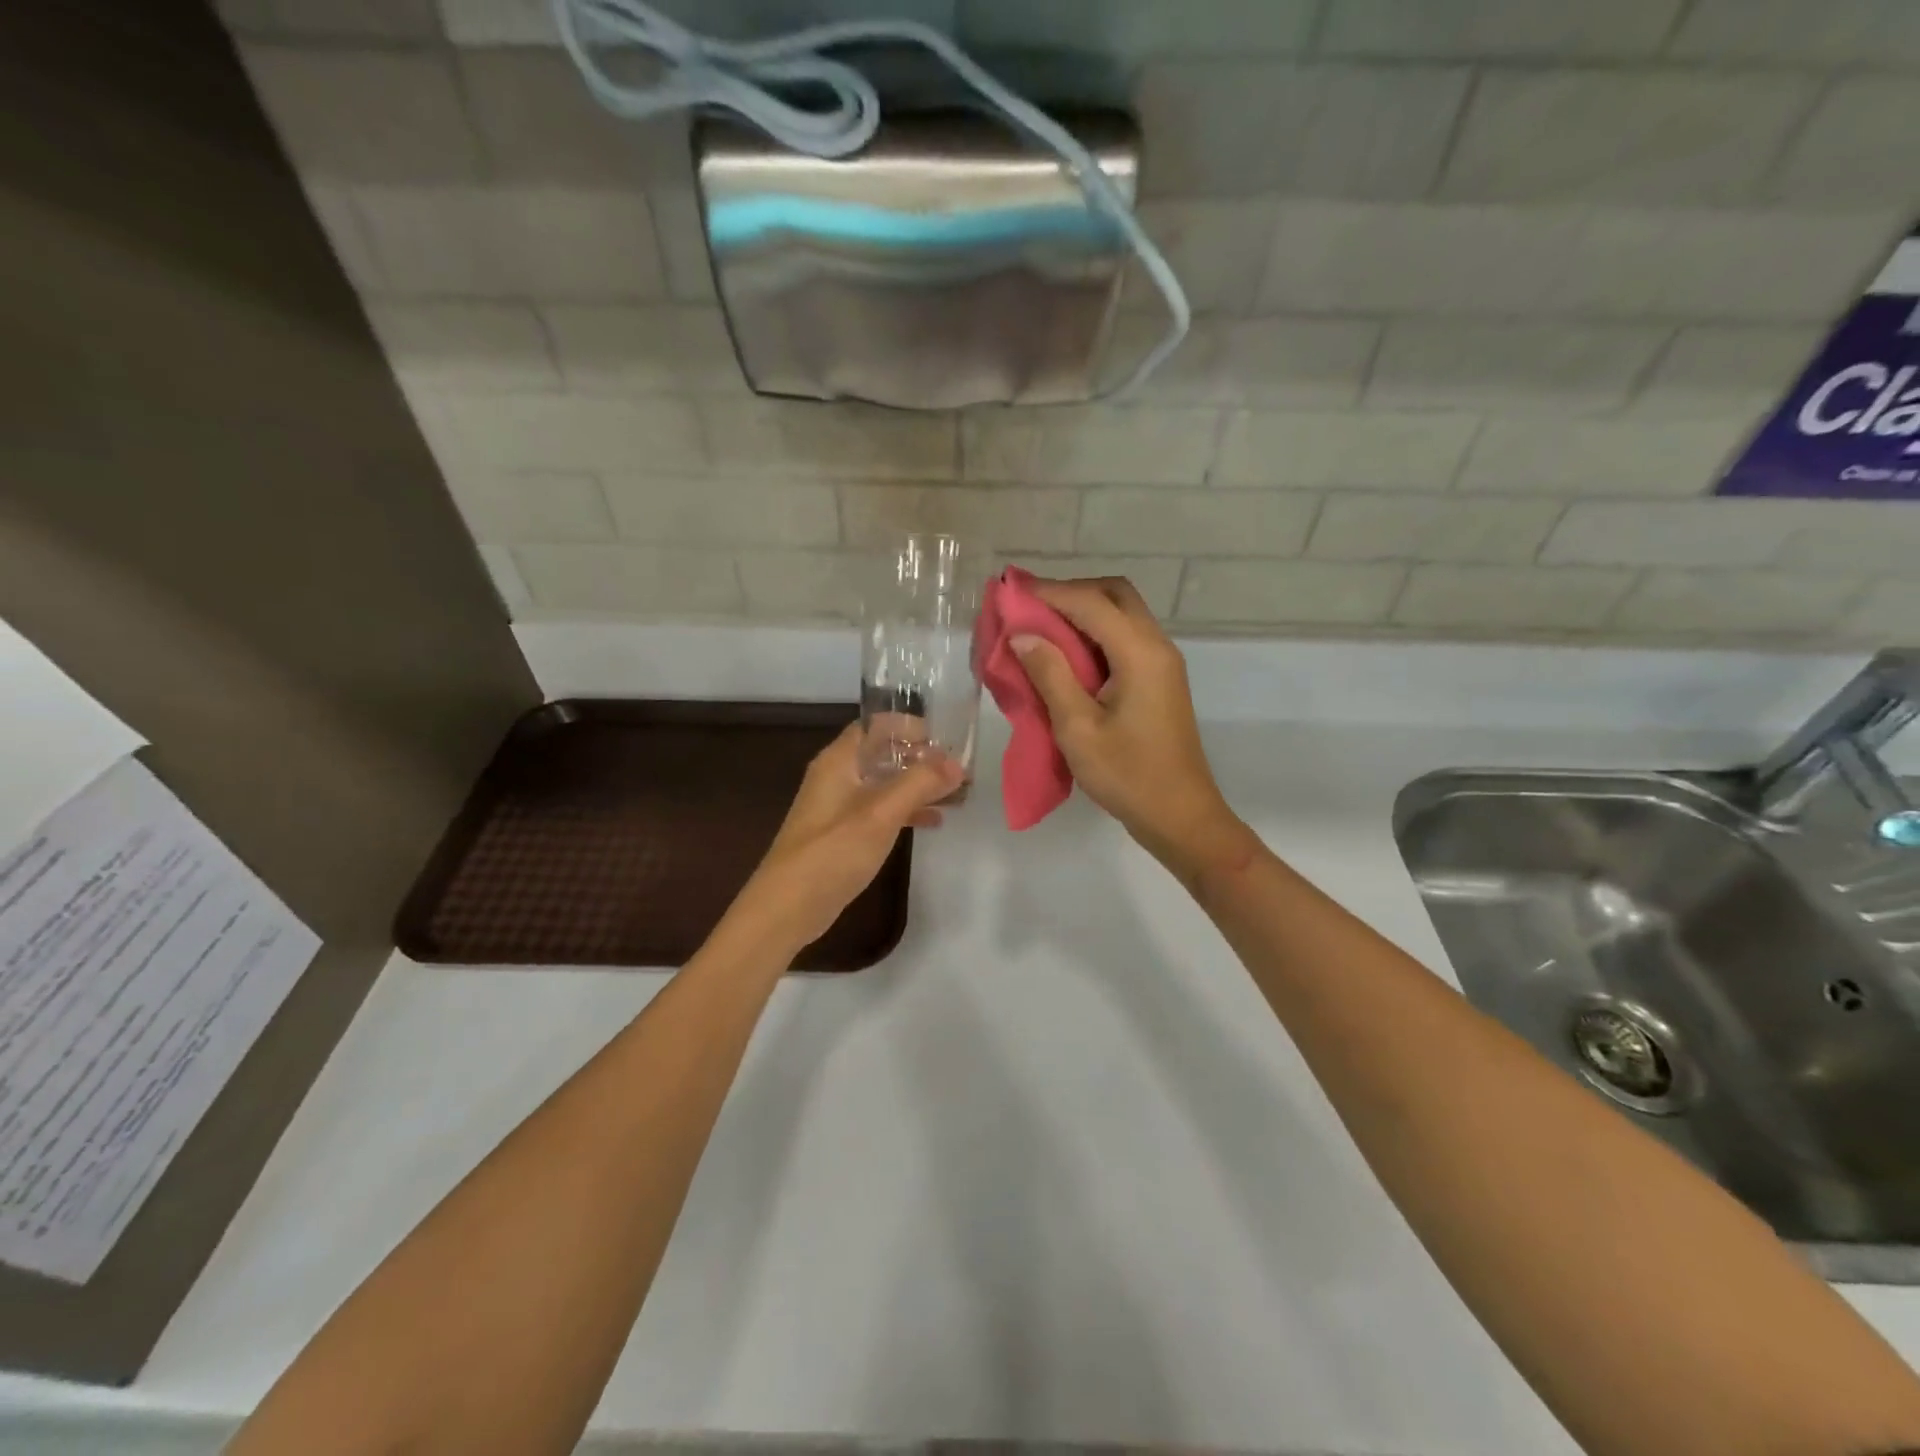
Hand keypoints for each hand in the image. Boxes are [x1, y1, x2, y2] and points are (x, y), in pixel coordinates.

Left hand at [724, 723, 963, 957]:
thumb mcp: (881, 813)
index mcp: (839, 760)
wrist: (787, 908)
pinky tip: (933, 822)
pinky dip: (906, 810)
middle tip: (960, 768)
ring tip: (957, 793)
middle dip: (921, 757)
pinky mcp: (843, 834)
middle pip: (884, 753)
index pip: (877, 725)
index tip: (947, 739)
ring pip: (885, 783)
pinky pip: (881, 810)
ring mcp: (838, 806)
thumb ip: (919, 783)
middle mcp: (837, 776)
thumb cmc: (832, 852)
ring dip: (917, 785)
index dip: (911, 726)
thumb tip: (957, 764)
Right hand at [1013, 577, 1253, 875]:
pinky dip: (1094, 634)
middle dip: (1071, 593)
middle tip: (1030, 608)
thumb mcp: (1078, 728)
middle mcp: (1157, 646)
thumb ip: (1050, 675)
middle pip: (1115, 595)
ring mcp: (1162, 663)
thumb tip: (1023, 635)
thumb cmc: (1127, 775)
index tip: (1011, 591)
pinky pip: (1125, 639)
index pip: (1091, 602)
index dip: (1049, 593)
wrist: (1179, 815)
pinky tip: (1066, 654)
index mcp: (1140, 653)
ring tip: (1041, 627)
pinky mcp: (1159, 681)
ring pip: (1122, 615)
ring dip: (1083, 612)